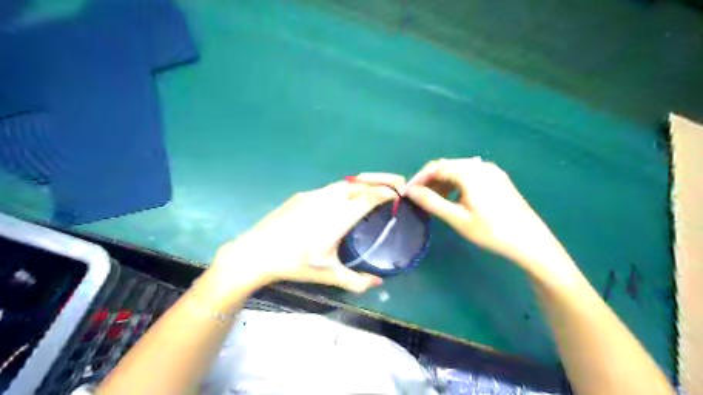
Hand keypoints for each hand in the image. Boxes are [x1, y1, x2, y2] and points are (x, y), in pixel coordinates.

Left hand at [211, 174, 402, 294]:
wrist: (255, 252)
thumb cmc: (293, 263)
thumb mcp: (327, 273)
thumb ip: (355, 280)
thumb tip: (378, 283)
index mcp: (337, 218)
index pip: (368, 197)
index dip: (386, 192)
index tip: (400, 193)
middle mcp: (328, 200)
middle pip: (360, 182)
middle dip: (381, 179)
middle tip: (398, 181)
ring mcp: (313, 195)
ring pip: (345, 183)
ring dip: (364, 182)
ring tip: (376, 187)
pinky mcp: (302, 195)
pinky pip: (331, 188)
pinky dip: (347, 188)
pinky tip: (346, 199)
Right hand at [407, 158, 575, 284]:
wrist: (530, 241)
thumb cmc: (491, 231)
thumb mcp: (457, 218)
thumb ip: (432, 202)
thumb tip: (410, 191)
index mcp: (470, 173)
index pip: (436, 168)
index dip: (419, 179)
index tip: (407, 192)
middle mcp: (481, 165)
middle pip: (447, 166)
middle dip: (429, 179)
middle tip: (418, 196)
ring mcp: (491, 170)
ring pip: (458, 169)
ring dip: (442, 180)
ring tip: (432, 198)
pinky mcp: (497, 178)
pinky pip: (470, 174)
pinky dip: (456, 182)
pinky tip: (452, 196)